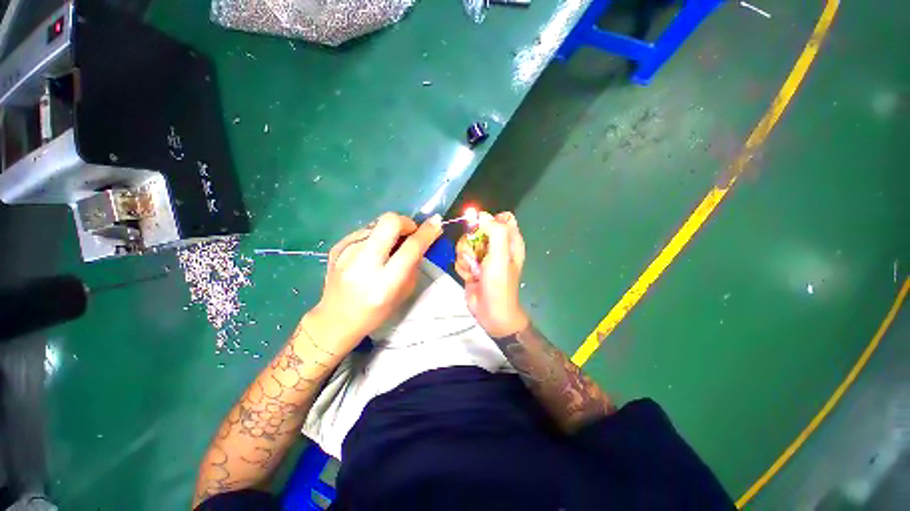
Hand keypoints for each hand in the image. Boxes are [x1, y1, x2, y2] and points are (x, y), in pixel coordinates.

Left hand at [313, 212, 441, 352]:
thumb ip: (413, 264)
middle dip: (406, 222)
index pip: (410, 248)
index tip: (436, 223)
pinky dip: (375, 237)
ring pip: (376, 224)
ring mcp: (345, 252)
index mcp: (384, 283)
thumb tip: (422, 237)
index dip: (426, 233)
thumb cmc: (376, 312)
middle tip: (410, 233)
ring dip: (389, 232)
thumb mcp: (404, 293)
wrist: (336, 319)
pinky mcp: (336, 247)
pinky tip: (371, 253)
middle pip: (389, 222)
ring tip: (388, 248)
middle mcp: (363, 264)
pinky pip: (364, 231)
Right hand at [455, 211, 528, 337]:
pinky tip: (469, 276)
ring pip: (465, 242)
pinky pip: (460, 256)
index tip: (481, 229)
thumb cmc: (499, 284)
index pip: (502, 217)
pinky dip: (462, 266)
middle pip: (478, 228)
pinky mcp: (471, 265)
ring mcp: (482, 255)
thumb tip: (482, 215)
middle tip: (476, 255)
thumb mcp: (501, 256)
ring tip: (474, 270)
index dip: (490, 220)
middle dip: (472, 241)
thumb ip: (495, 231)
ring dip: (465, 257)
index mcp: (510, 240)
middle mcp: (496, 245)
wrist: (490, 312)